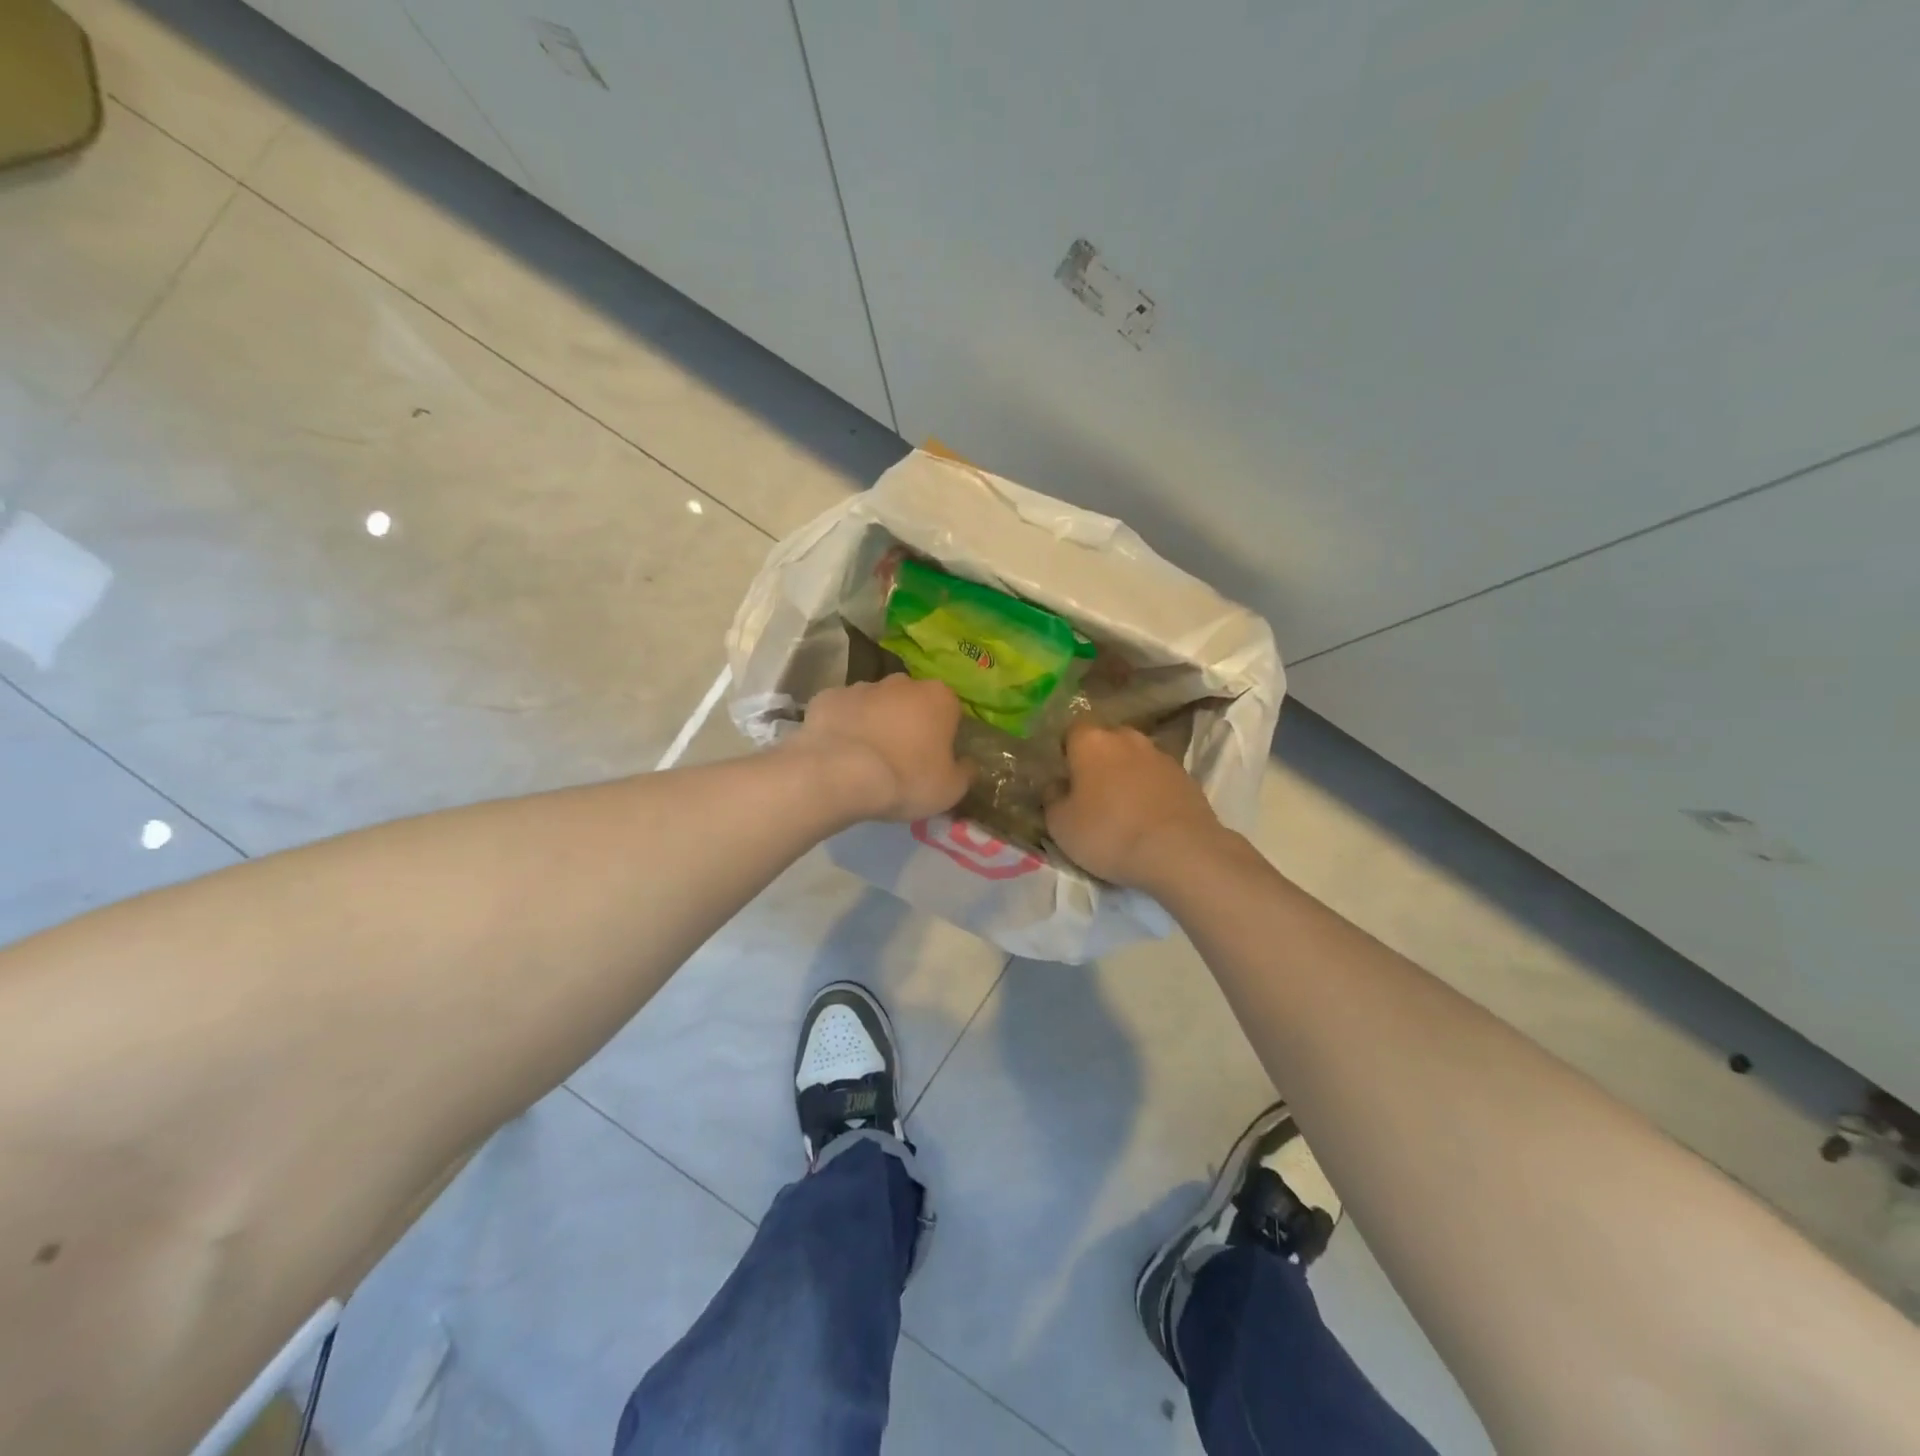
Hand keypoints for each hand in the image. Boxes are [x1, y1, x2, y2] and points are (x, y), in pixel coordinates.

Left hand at [791, 676, 970, 822]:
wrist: (839, 774)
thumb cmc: (906, 779)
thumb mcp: (951, 789)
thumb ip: (965, 772)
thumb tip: (967, 764)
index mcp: (939, 698)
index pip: (950, 711)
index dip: (943, 735)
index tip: (934, 759)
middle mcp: (902, 683)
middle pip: (911, 702)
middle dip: (908, 723)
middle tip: (900, 759)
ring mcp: (861, 686)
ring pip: (875, 704)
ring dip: (875, 723)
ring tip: (865, 759)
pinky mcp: (827, 697)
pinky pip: (842, 712)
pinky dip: (843, 727)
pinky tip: (838, 753)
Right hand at [1046, 724, 1224, 889]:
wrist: (1180, 851)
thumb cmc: (1109, 833)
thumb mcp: (1061, 825)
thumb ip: (1052, 798)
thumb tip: (1057, 785)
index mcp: (1091, 742)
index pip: (1072, 730)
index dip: (1067, 750)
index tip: (1065, 775)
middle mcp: (1128, 738)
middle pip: (1107, 740)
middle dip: (1099, 759)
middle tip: (1092, 791)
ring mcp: (1161, 755)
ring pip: (1135, 758)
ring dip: (1128, 774)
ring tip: (1124, 807)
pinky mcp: (1187, 776)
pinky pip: (1159, 777)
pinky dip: (1151, 790)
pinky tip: (1149, 817)